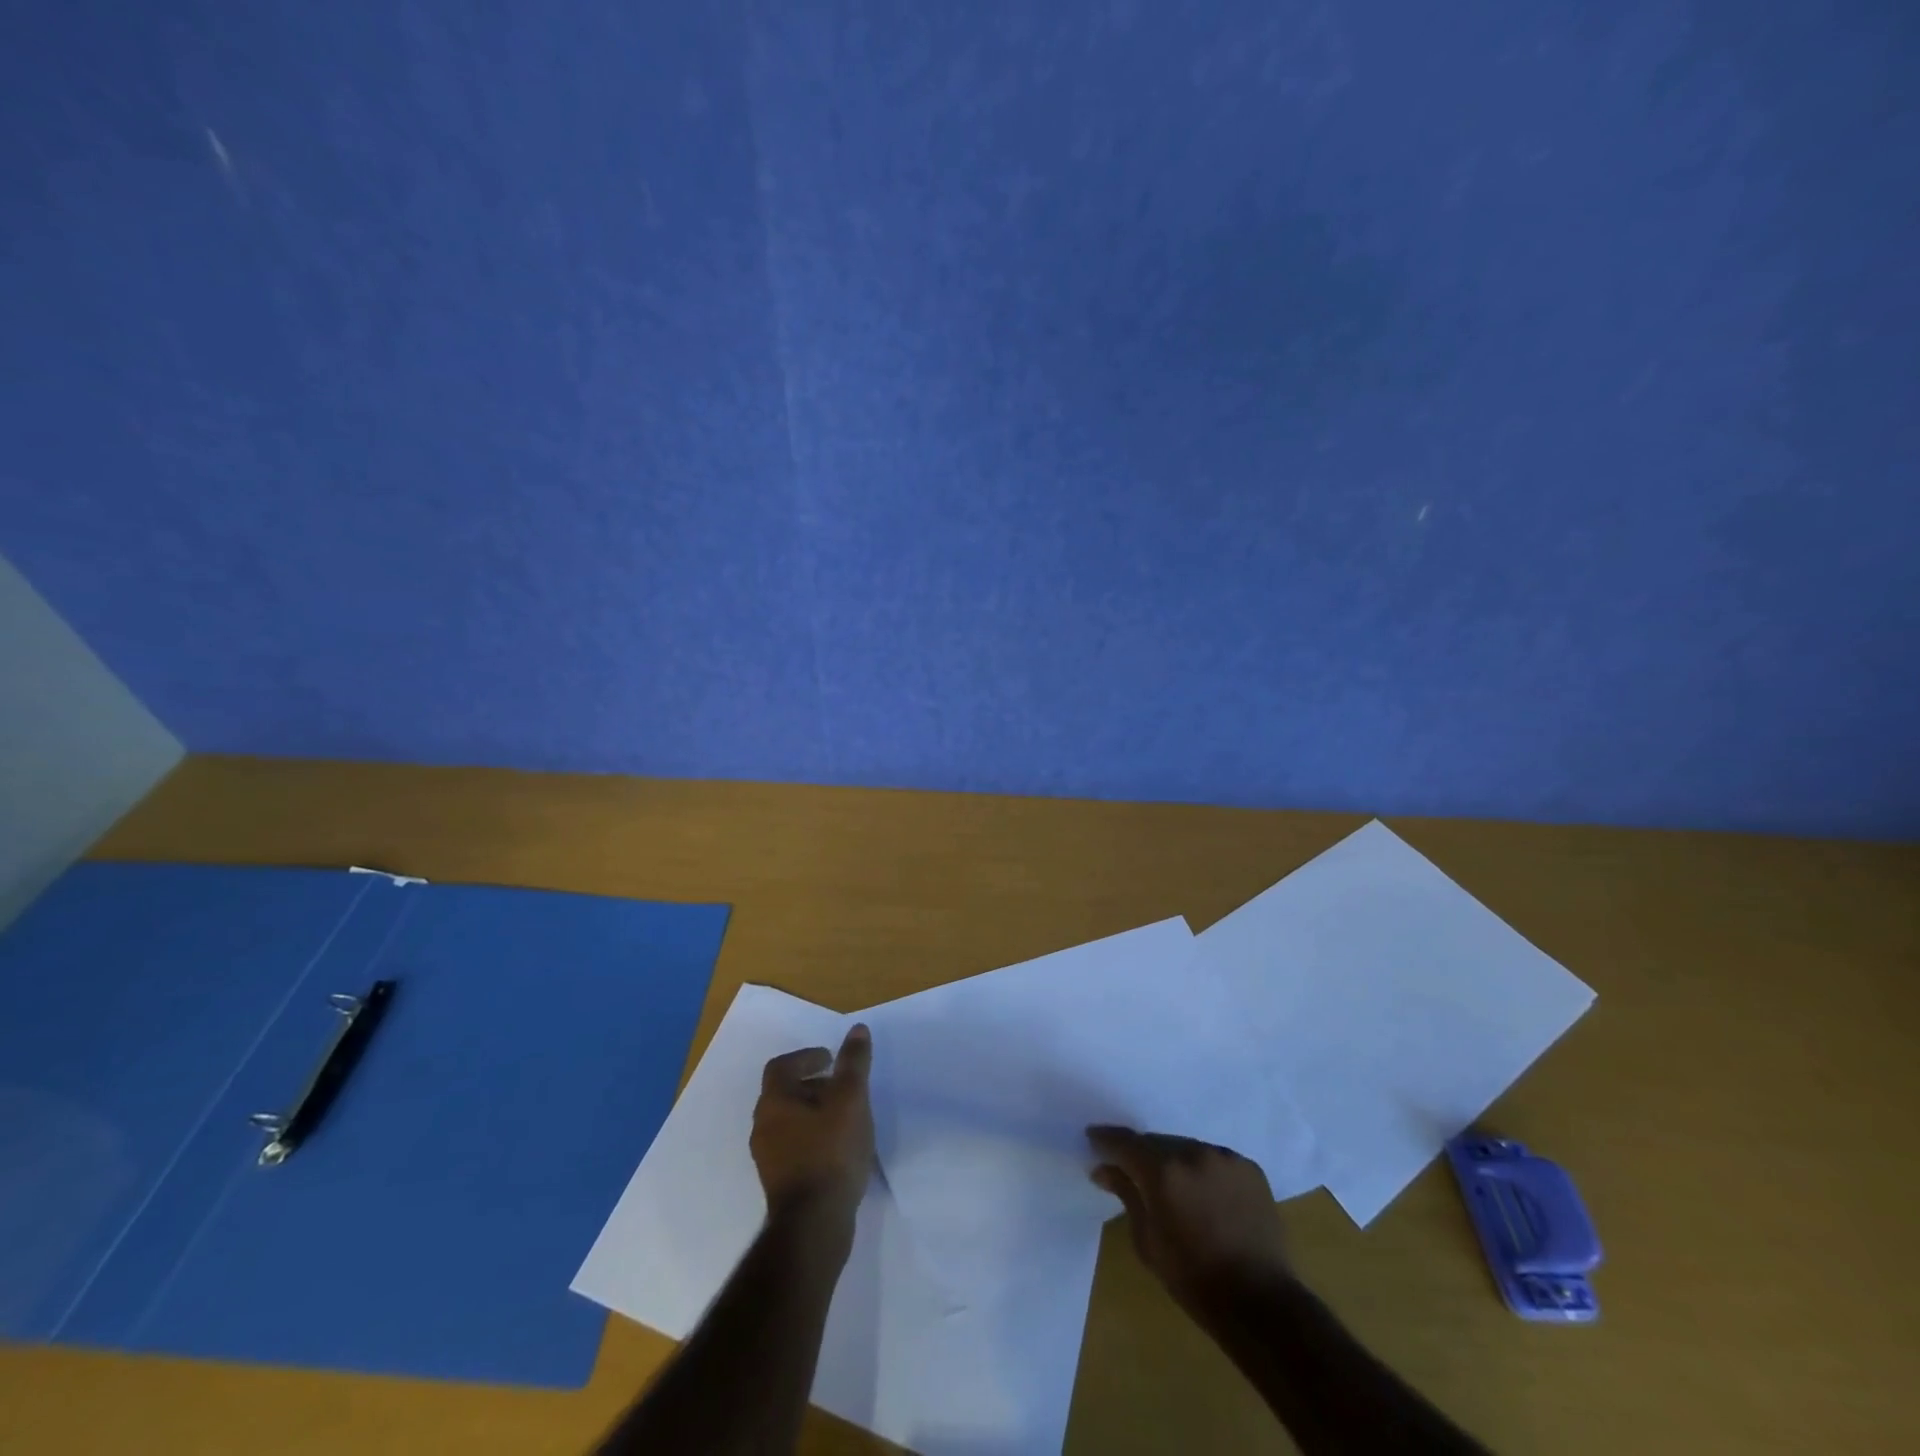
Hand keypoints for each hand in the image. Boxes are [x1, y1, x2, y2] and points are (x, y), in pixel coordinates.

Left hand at [751, 1024, 874, 1234]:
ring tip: (845, 1116)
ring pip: (789, 1121)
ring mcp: (768, 1157)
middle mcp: (763, 1126)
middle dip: (814, 1084)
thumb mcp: (850, 1099)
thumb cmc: (831, 1152)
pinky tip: (838, 1148)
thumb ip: (853, 1063)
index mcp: (774, 1102)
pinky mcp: (779, 1182)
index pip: (781, 1066)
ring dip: (814, 1112)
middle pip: (785, 1093)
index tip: (830, 1060)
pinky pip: (794, 1146)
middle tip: (842, 1086)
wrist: (814, 1224)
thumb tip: (857, 1029)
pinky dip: (813, 1136)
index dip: (805, 1057)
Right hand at [1087, 1126, 1289, 1310]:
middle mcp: (1193, 1153)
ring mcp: (1224, 1158)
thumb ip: (1126, 1195)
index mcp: (1163, 1171)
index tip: (1093, 1139)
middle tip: (1133, 1171)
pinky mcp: (1249, 1168)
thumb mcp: (1147, 1241)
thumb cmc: (1193, 1279)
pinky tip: (1206, 1196)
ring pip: (1187, 1148)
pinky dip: (1204, 1171)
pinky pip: (1215, 1160)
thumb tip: (1103, 1169)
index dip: (1106, 1140)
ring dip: (1175, 1162)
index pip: (1125, 1143)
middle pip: (1157, 1143)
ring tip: (1174, 1188)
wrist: (1260, 1303)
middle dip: (1142, 1155)